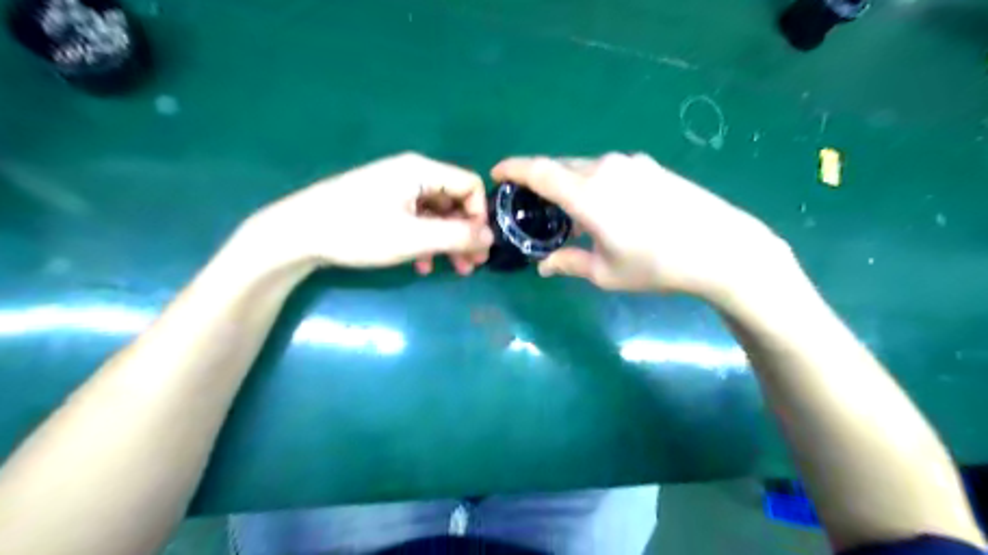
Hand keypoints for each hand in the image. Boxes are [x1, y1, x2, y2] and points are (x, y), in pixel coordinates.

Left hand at [240, 151, 493, 275]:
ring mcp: (396, 188)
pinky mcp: (383, 203)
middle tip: (472, 265)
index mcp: (421, 171)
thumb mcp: (413, 238)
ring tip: (454, 269)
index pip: (469, 185)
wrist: (297, 233)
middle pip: (454, 200)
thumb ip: (456, 236)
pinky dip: (426, 240)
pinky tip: (422, 264)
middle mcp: (412, 173)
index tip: (477, 246)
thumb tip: (491, 237)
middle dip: (466, 233)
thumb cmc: (358, 231)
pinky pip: (417, 219)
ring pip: (436, 213)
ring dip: (448, 241)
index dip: (480, 215)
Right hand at [494, 151, 791, 302]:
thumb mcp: (605, 272)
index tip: (497, 172)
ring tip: (570, 212)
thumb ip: (568, 263)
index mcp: (587, 193)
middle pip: (560, 167)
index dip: (513, 168)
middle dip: (541, 181)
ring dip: (569, 184)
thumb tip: (544, 266)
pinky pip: (608, 169)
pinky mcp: (650, 166)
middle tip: (533, 205)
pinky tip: (604, 207)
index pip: (538, 170)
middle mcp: (605, 168)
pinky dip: (593, 183)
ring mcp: (631, 163)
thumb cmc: (656, 265)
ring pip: (585, 167)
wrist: (721, 248)